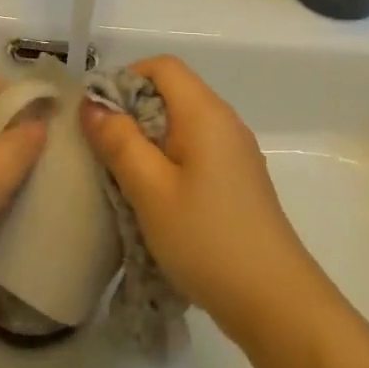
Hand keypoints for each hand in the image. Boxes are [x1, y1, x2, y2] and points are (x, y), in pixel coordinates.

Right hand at [80, 56, 328, 345]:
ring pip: (182, 124)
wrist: (275, 301)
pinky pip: (196, 151)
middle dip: (132, 112)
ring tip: (122, 177)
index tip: (98, 115)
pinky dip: (168, 161)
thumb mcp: (150, 190)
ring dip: (148, 141)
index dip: (125, 78)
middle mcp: (225, 121)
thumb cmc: (207, 238)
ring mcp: (236, 152)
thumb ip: (119, 142)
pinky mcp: (238, 180)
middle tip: (102, 150)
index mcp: (205, 112)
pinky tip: (154, 198)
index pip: (162, 66)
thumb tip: (93, 105)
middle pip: (172, 93)